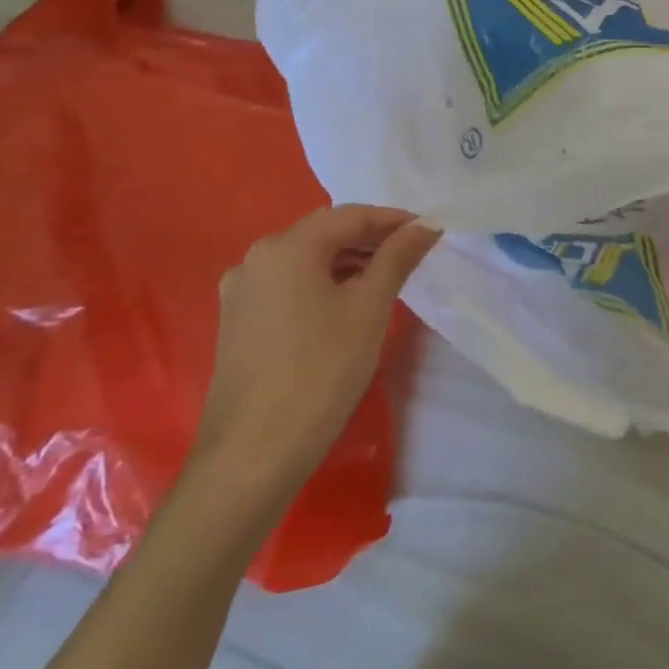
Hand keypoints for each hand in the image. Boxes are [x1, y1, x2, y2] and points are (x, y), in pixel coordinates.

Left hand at [194, 204, 440, 491]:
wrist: (254, 452)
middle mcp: (256, 258)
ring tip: (388, 278)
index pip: (350, 216)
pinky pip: (289, 284)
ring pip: (306, 260)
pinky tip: (348, 303)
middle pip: (325, 233)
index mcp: (286, 247)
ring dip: (348, 261)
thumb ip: (397, 258)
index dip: (393, 219)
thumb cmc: (321, 371)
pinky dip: (323, 282)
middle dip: (371, 238)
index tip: (429, 231)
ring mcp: (242, 291)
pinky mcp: (238, 320)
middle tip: (413, 253)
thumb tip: (426, 225)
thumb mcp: (369, 308)